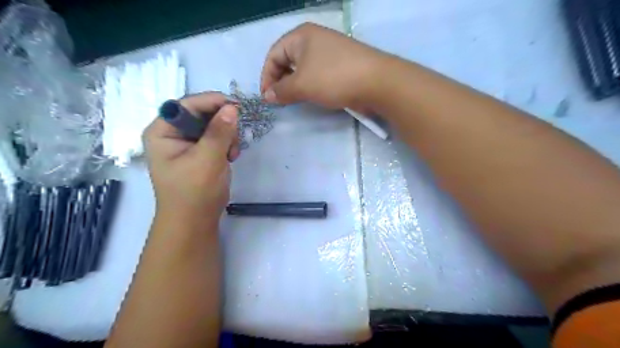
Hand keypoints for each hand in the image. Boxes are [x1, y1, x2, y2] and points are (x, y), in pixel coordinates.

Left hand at [143, 93, 238, 227]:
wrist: (195, 220)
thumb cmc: (194, 191)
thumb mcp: (207, 159)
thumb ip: (219, 132)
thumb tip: (232, 108)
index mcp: (162, 131)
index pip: (186, 105)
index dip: (211, 102)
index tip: (236, 106)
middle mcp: (172, 133)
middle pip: (201, 113)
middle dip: (221, 124)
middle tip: (235, 137)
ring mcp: (187, 143)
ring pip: (212, 125)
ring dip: (227, 135)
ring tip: (231, 153)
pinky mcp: (200, 152)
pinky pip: (217, 137)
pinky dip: (227, 144)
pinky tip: (230, 157)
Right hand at [259, 22, 385, 110]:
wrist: (376, 82)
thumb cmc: (334, 78)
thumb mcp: (302, 85)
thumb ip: (281, 90)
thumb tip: (267, 96)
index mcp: (301, 36)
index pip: (273, 55)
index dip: (266, 77)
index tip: (267, 98)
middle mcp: (314, 40)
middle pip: (287, 60)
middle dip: (280, 81)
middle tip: (280, 101)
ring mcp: (329, 52)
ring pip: (302, 69)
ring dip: (294, 85)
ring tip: (293, 101)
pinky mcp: (340, 66)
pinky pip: (317, 74)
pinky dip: (309, 86)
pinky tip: (311, 97)